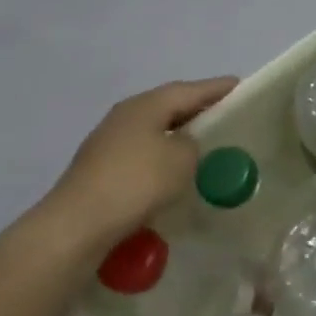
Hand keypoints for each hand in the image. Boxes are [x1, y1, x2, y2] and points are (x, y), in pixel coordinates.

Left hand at [42, 77, 237, 251]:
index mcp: (146, 105)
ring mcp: (108, 143)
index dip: (217, 88)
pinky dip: (161, 159)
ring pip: (154, 132)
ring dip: (178, 137)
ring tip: (204, 146)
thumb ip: (193, 144)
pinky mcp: (100, 171)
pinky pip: (142, 155)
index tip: (241, 87)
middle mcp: (125, 116)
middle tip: (225, 115)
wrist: (74, 228)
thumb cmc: (135, 183)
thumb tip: (184, 145)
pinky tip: (173, 174)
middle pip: (170, 106)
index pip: (190, 89)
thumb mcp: (182, 159)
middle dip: (197, 110)